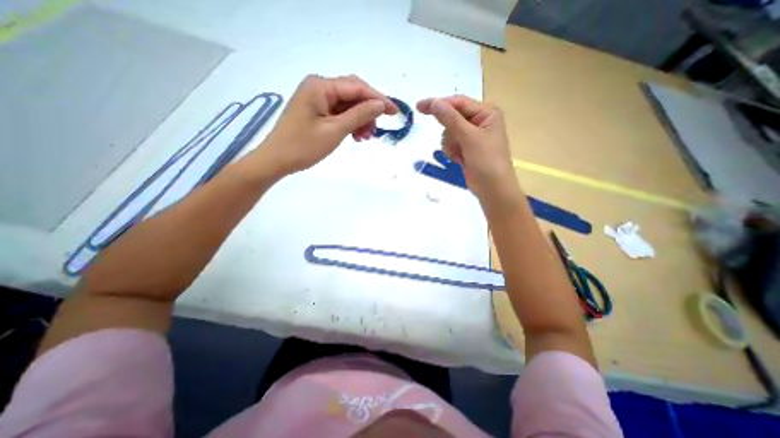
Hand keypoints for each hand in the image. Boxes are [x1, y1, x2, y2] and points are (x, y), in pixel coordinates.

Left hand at [256, 75, 398, 177]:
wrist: (277, 161)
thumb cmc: (303, 146)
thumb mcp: (335, 130)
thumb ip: (359, 115)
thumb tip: (380, 105)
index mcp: (320, 86)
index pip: (357, 88)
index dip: (378, 99)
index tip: (395, 112)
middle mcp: (319, 88)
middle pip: (352, 95)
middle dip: (369, 110)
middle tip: (379, 127)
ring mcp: (317, 100)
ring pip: (348, 106)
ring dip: (360, 120)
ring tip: (367, 137)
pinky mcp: (317, 112)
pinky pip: (339, 114)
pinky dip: (350, 124)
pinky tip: (357, 136)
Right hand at [417, 96, 519, 211]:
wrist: (492, 189)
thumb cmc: (486, 161)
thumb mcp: (469, 138)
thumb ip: (451, 119)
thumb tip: (434, 102)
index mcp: (486, 112)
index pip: (458, 103)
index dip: (438, 104)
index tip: (419, 107)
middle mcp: (479, 121)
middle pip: (452, 118)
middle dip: (450, 133)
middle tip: (456, 145)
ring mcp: (472, 136)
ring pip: (449, 133)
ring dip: (451, 145)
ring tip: (461, 155)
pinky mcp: (467, 148)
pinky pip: (451, 144)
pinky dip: (452, 152)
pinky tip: (460, 160)